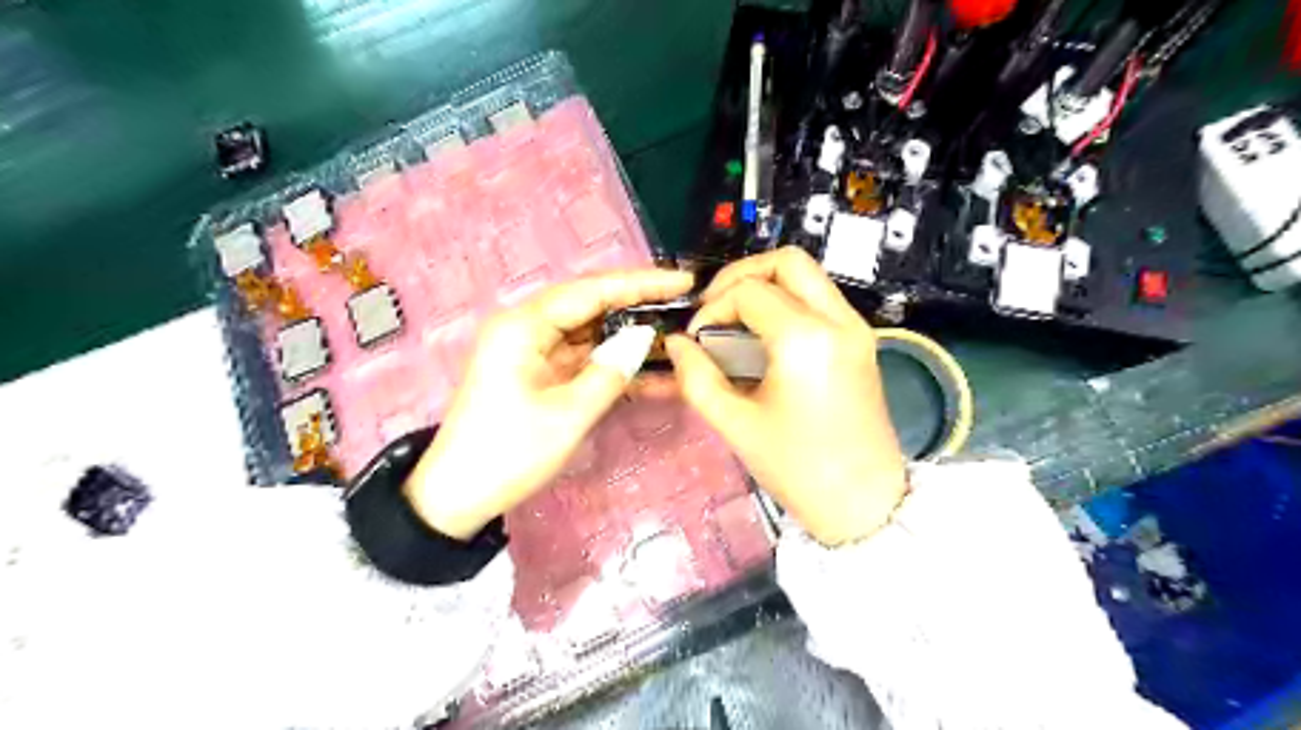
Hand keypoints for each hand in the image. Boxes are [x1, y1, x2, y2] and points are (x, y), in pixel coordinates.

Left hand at [405, 267, 696, 534]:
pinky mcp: (540, 373)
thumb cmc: (508, 453)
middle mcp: (527, 328)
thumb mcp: (567, 415)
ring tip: (679, 334)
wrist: (458, 496)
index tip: (683, 282)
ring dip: (631, 336)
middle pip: (592, 305)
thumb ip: (610, 372)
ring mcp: (534, 351)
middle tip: (686, 304)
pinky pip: (584, 359)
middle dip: (639, 305)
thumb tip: (643, 338)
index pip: (591, 291)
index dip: (640, 283)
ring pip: (592, 332)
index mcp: (524, 326)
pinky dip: (615, 365)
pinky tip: (654, 373)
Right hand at [671, 247, 905, 542]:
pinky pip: (821, 299)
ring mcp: (857, 328)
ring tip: (735, 321)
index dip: (713, 308)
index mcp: (805, 339)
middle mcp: (838, 320)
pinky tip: (764, 336)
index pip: (749, 292)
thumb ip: (696, 377)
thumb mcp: (735, 424)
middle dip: (742, 275)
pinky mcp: (862, 340)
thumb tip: (676, 343)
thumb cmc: (798, 469)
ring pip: (808, 275)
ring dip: (766, 285)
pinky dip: (788, 302)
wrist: (865, 504)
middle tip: (715, 309)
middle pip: (787, 261)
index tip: (696, 340)